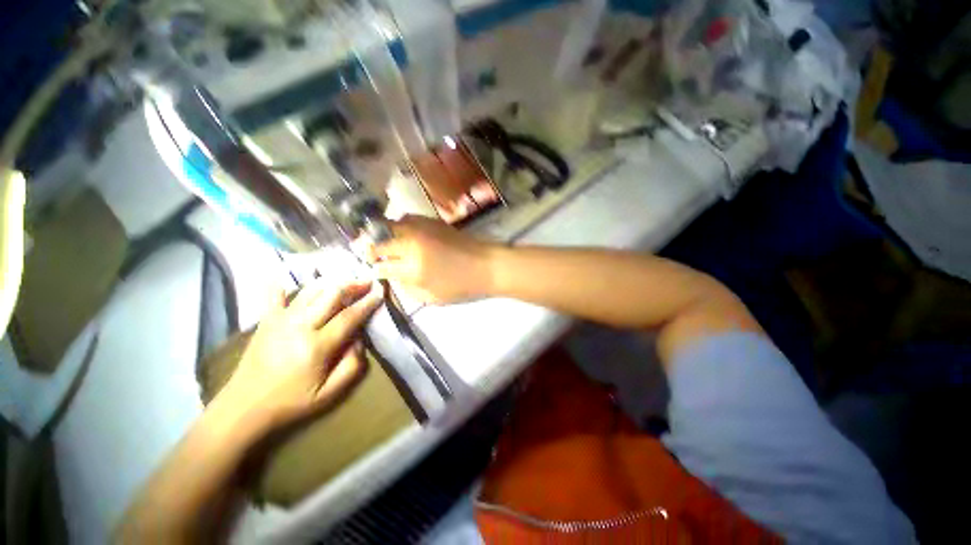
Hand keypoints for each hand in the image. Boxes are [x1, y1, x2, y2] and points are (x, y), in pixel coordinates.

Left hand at [215, 279, 383, 434]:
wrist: (243, 408)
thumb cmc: (290, 402)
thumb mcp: (329, 394)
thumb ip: (352, 366)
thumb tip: (359, 340)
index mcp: (317, 346)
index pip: (349, 317)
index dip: (367, 303)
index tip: (380, 292)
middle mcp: (299, 327)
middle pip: (331, 295)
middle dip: (353, 285)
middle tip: (367, 282)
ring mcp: (280, 321)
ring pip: (310, 291)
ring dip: (331, 283)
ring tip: (346, 281)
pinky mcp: (266, 321)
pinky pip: (274, 296)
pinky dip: (283, 285)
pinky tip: (288, 278)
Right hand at [368, 216, 496, 303]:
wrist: (486, 265)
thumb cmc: (462, 286)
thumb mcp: (432, 298)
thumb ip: (407, 288)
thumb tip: (393, 277)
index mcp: (413, 269)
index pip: (382, 267)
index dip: (374, 269)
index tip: (370, 270)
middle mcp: (412, 245)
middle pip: (380, 242)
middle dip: (369, 249)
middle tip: (365, 253)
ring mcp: (422, 230)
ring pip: (389, 225)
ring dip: (380, 233)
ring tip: (378, 241)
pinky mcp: (432, 221)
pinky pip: (406, 218)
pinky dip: (397, 225)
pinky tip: (398, 232)